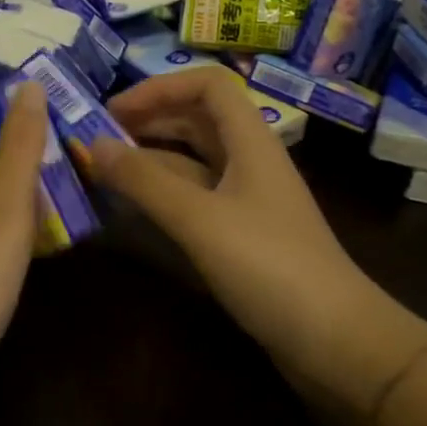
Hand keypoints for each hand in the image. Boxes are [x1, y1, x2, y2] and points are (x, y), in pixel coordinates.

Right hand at [88, 68, 388, 367]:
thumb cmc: (268, 265)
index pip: (208, 86)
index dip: (161, 87)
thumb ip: (144, 181)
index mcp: (251, 141)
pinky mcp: (243, 235)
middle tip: (99, 138)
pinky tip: (135, 207)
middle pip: (199, 120)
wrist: (334, 339)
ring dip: (153, 158)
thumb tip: (93, 144)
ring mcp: (248, 200)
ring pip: (195, 161)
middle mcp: (250, 161)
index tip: (114, 110)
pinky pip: (197, 198)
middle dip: (151, 120)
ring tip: (107, 169)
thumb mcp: (199, 219)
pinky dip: (165, 194)